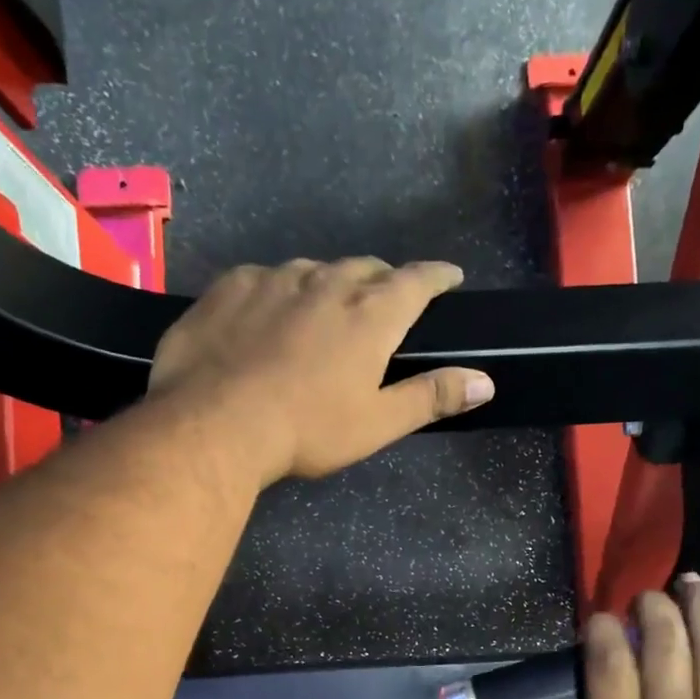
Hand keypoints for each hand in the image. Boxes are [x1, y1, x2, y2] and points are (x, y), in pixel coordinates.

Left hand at [147, 257, 493, 484]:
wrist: (214, 423)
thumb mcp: (377, 423)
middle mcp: (327, 282)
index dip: (437, 276)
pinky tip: (268, 315)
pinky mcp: (231, 285)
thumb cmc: (306, 430)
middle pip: (366, 268)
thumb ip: (432, 397)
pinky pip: (266, 278)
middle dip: (383, 280)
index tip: (449, 276)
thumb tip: (485, 381)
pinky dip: (279, 291)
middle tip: (384, 301)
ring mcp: (275, 278)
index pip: (417, 280)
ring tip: (323, 310)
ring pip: (315, 270)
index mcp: (371, 314)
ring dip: (329, 285)